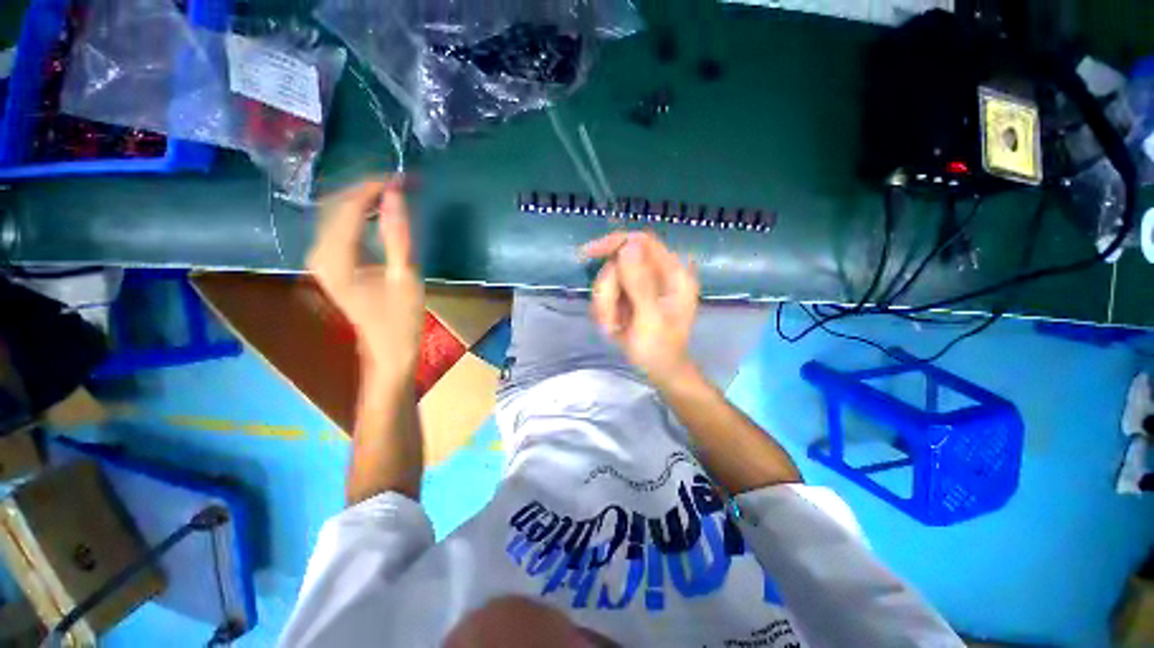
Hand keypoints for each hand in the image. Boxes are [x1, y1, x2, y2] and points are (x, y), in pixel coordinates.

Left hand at [307, 178, 423, 380]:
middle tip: (402, 183)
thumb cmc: (401, 318)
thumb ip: (399, 234)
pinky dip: (359, 212)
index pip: (349, 207)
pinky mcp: (329, 261)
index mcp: (336, 259)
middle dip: (368, 189)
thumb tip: (395, 193)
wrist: (387, 348)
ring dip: (364, 198)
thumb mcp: (405, 276)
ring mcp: (321, 257)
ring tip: (394, 193)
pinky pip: (339, 224)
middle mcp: (319, 253)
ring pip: (335, 211)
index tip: (402, 177)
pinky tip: (379, 210)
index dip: (373, 187)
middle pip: (336, 204)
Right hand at [582, 231, 699, 385]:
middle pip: (619, 263)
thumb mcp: (650, 319)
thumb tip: (628, 246)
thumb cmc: (660, 349)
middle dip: (608, 291)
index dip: (615, 243)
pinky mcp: (630, 295)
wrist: (659, 371)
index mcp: (673, 274)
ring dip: (604, 304)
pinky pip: (607, 291)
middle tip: (609, 320)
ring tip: (612, 327)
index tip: (588, 254)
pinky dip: (604, 309)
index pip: (642, 242)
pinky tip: (613, 326)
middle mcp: (658, 273)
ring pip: (609, 278)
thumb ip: (640, 283)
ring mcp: (643, 284)